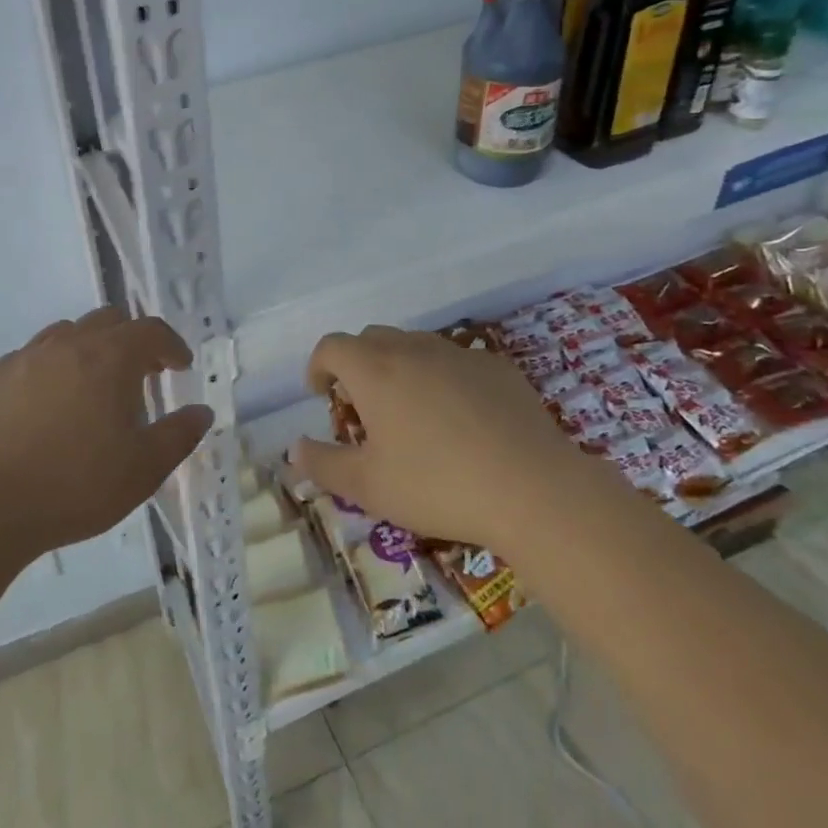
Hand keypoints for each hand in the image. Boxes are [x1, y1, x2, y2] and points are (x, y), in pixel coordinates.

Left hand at [0, 307, 211, 565]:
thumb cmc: (71, 488)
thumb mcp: (142, 471)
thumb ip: (179, 436)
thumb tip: (202, 411)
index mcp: (109, 358)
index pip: (150, 330)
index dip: (171, 344)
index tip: (179, 366)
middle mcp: (67, 344)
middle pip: (108, 320)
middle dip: (132, 340)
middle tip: (141, 374)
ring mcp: (24, 357)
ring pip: (66, 333)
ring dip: (89, 349)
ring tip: (92, 387)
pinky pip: (31, 357)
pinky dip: (51, 368)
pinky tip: (46, 406)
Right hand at [290, 326, 583, 553]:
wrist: (534, 489)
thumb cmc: (438, 485)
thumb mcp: (368, 487)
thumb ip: (323, 464)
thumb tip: (294, 449)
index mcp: (374, 370)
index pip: (331, 346)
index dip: (319, 367)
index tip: (323, 396)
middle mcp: (413, 349)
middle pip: (371, 338)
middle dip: (358, 365)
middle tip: (365, 408)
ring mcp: (459, 353)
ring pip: (415, 346)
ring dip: (400, 368)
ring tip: (411, 412)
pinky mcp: (497, 367)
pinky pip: (456, 361)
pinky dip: (443, 378)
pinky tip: (461, 419)